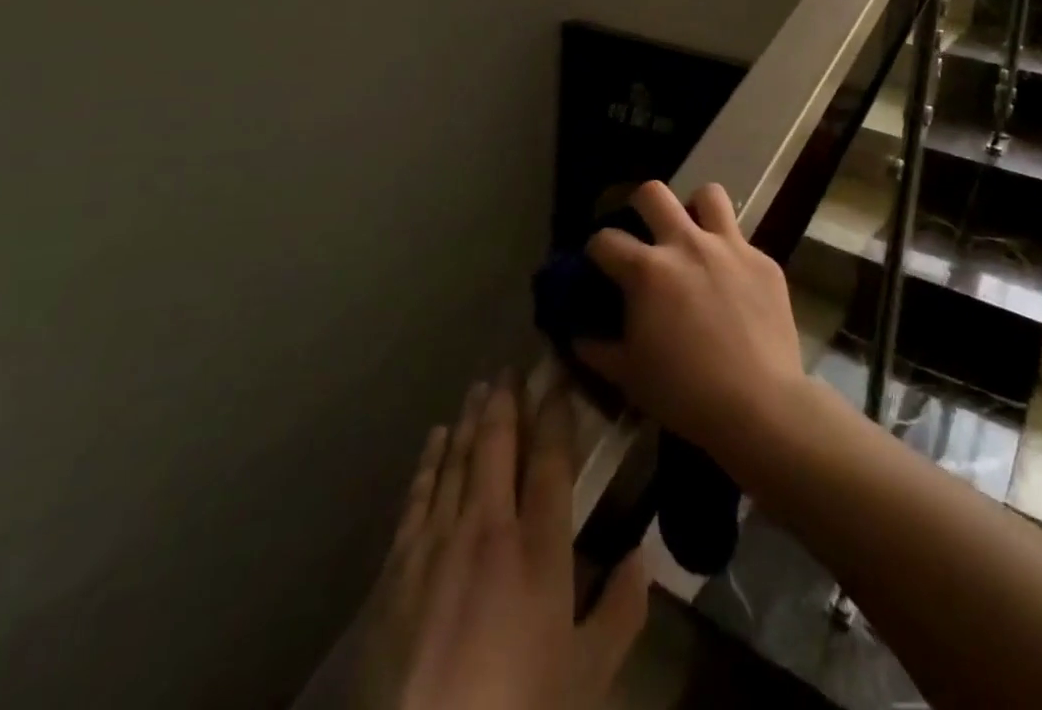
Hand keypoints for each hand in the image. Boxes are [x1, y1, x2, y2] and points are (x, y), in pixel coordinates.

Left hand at [356, 379, 647, 709]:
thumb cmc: (517, 708)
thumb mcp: (585, 677)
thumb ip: (620, 612)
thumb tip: (644, 556)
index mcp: (539, 547)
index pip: (550, 459)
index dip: (555, 412)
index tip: (557, 375)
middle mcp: (488, 527)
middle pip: (498, 445)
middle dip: (507, 400)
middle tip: (512, 367)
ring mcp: (437, 542)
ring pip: (457, 459)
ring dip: (470, 419)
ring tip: (480, 387)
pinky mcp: (397, 566)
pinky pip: (417, 494)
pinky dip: (429, 460)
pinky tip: (435, 438)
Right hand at [574, 181, 808, 466]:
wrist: (759, 405)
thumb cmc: (685, 393)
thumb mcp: (629, 376)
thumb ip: (597, 349)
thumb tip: (578, 335)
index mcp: (647, 271)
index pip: (606, 239)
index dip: (596, 250)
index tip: (600, 263)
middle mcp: (686, 245)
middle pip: (653, 193)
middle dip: (639, 205)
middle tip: (643, 230)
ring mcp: (730, 248)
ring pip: (708, 195)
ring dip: (695, 209)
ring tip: (693, 235)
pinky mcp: (763, 261)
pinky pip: (742, 240)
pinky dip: (730, 253)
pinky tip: (732, 282)